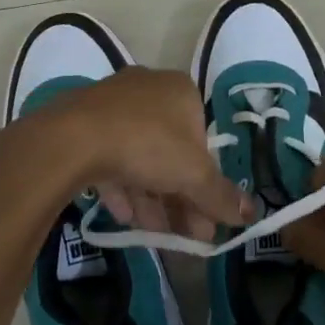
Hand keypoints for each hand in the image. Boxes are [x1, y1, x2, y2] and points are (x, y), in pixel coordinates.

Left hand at [0, 67, 253, 241]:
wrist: (72, 139)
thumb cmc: (147, 145)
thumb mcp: (194, 175)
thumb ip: (222, 196)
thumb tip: (252, 214)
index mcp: (180, 90)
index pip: (203, 138)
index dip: (207, 181)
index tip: (207, 216)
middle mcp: (147, 89)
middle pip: (172, 150)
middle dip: (180, 197)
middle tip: (186, 234)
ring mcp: (111, 104)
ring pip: (140, 157)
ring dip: (152, 198)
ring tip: (156, 234)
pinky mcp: (82, 123)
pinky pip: (110, 157)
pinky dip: (121, 187)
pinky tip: (124, 216)